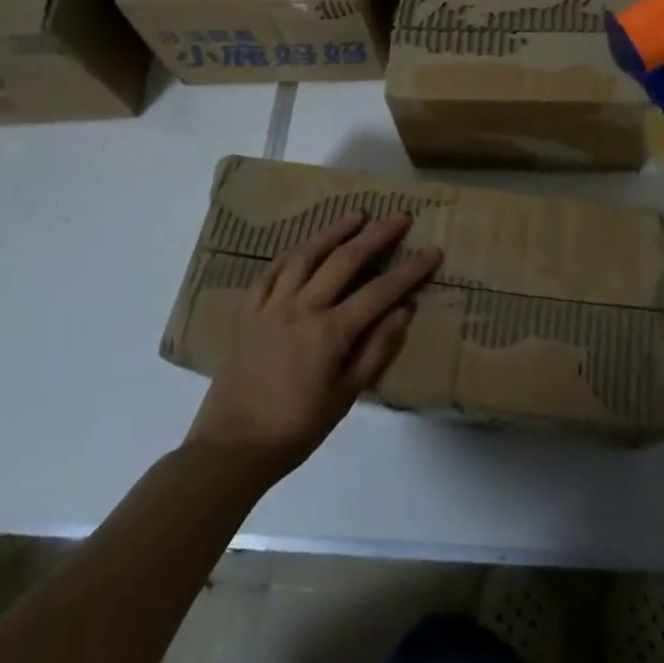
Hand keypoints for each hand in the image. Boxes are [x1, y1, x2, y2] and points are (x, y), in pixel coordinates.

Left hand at [185, 212, 440, 481]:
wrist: (231, 447)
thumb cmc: (296, 428)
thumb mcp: (346, 397)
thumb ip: (376, 350)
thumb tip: (404, 311)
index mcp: (330, 332)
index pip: (380, 291)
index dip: (410, 270)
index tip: (433, 252)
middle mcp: (303, 307)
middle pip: (346, 260)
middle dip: (377, 235)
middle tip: (400, 216)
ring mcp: (272, 305)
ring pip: (307, 254)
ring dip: (334, 231)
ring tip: (356, 215)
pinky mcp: (248, 310)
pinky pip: (272, 270)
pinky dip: (293, 252)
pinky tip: (306, 244)